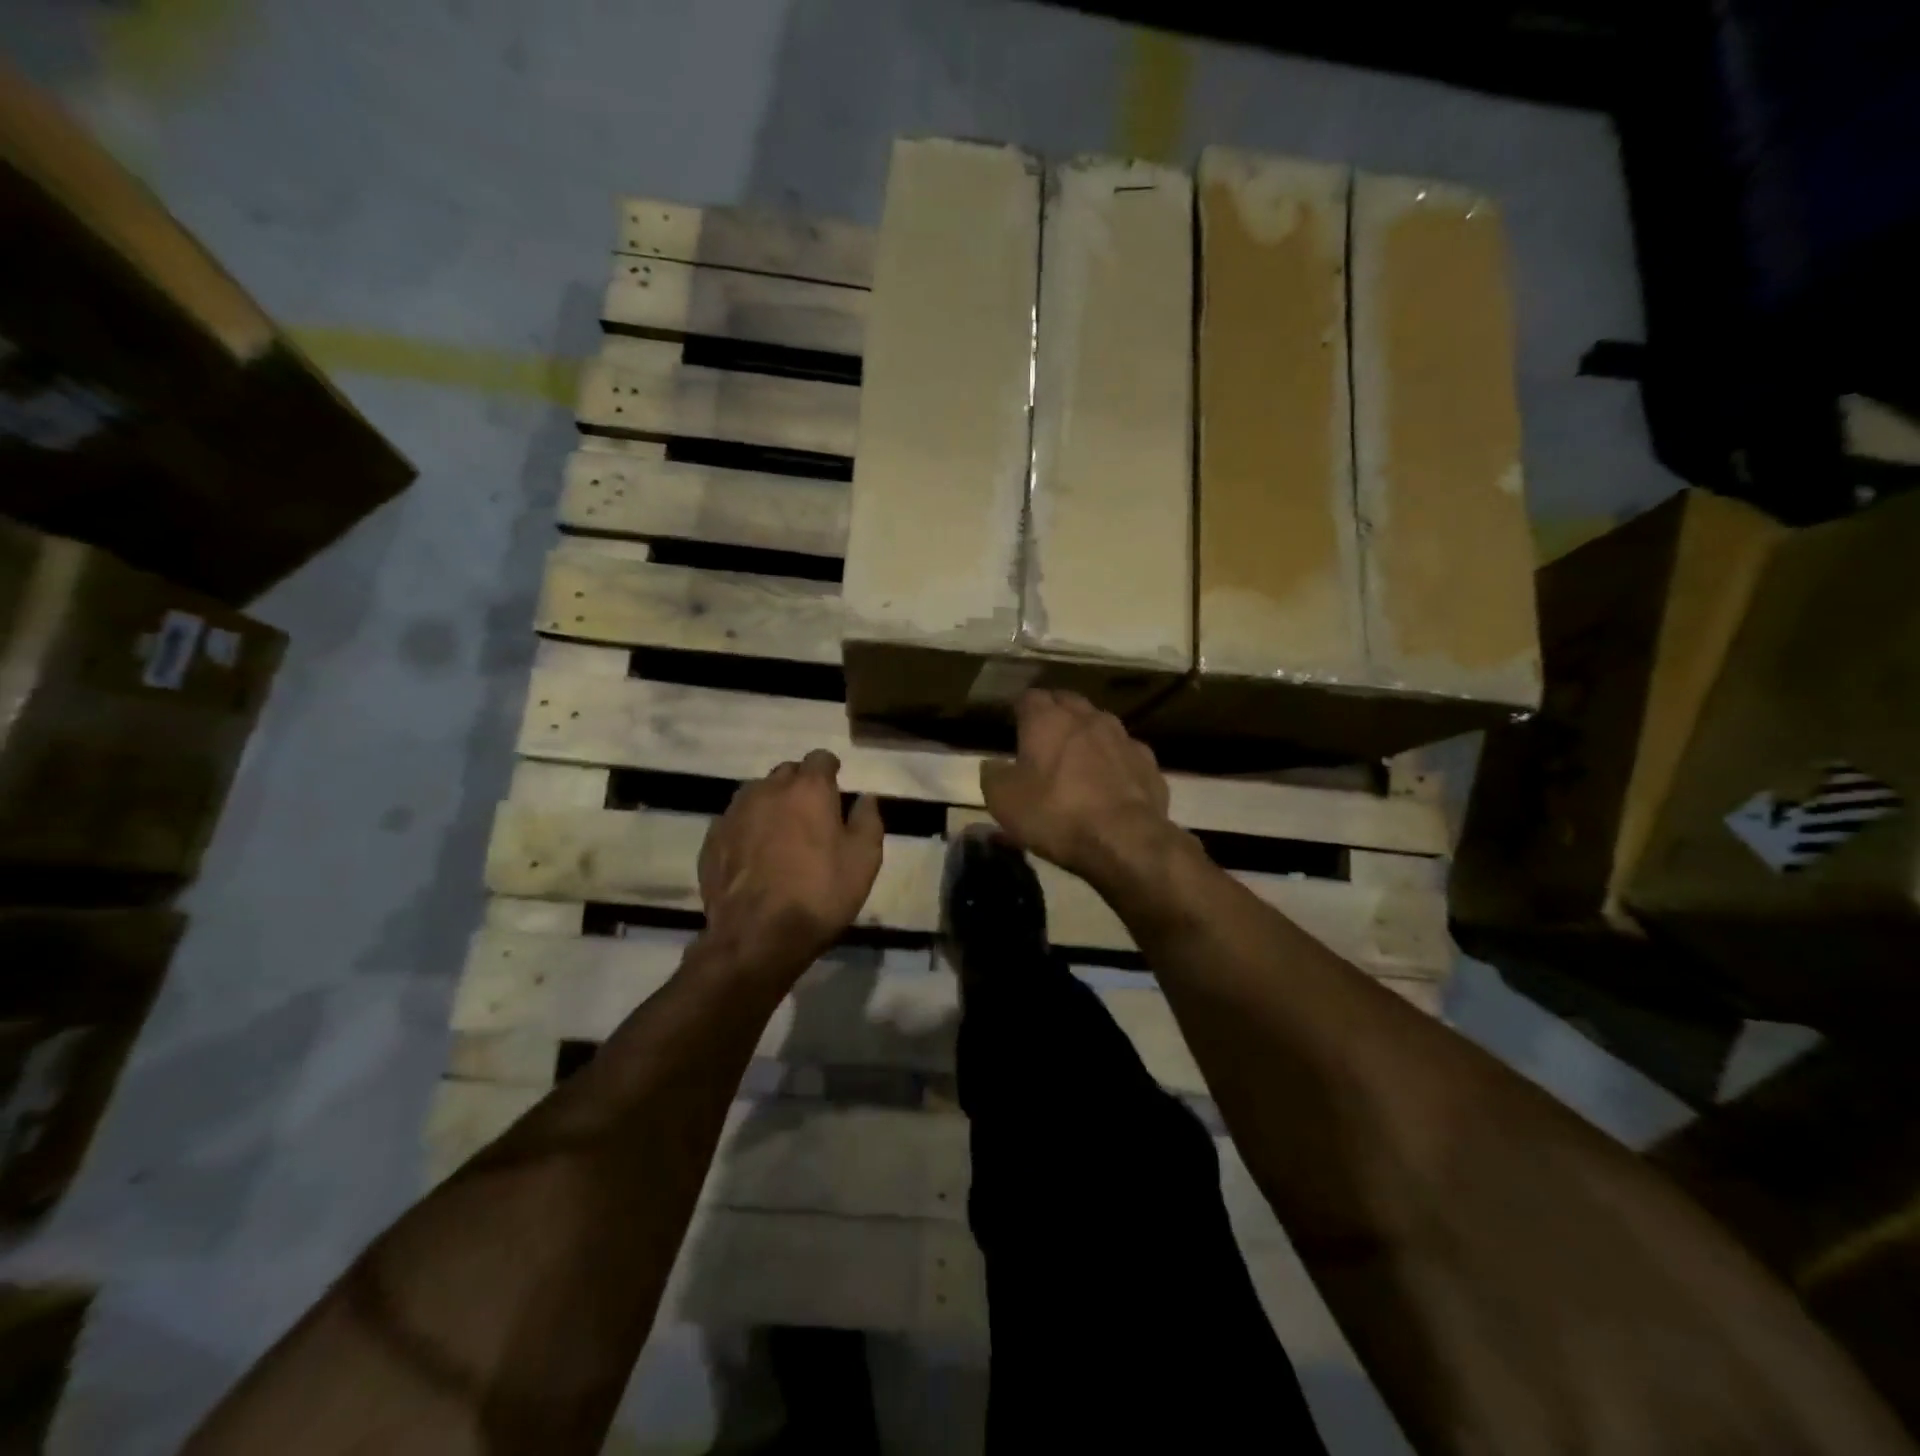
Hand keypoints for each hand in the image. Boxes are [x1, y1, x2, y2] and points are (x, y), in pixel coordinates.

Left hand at [697, 750, 883, 982]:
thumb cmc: (819, 894)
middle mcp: (768, 790)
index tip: (836, 786)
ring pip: (757, 794)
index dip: (830, 769)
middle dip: (800, 785)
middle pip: (786, 773)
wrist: (756, 936)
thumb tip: (865, 798)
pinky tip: (755, 855)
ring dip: (772, 804)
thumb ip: (868, 820)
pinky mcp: (712, 840)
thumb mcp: (864, 860)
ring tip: (782, 833)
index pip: (820, 758)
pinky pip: (735, 821)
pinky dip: (748, 829)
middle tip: (812, 814)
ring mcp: (734, 813)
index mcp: (808, 789)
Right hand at [980, 690, 1175, 879]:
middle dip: (1055, 714)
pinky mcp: (1148, 763)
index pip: (1029, 697)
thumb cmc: (1056, 814)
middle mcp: (1088, 718)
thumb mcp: (1004, 801)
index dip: (1019, 709)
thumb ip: (993, 775)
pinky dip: (1114, 761)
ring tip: (1077, 758)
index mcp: (1048, 720)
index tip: (1013, 723)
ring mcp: (1123, 738)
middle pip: (1068, 702)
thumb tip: (993, 765)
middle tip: (1042, 737)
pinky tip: (1109, 783)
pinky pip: (1125, 753)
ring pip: (1100, 724)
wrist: (1126, 840)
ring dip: (1087, 735)